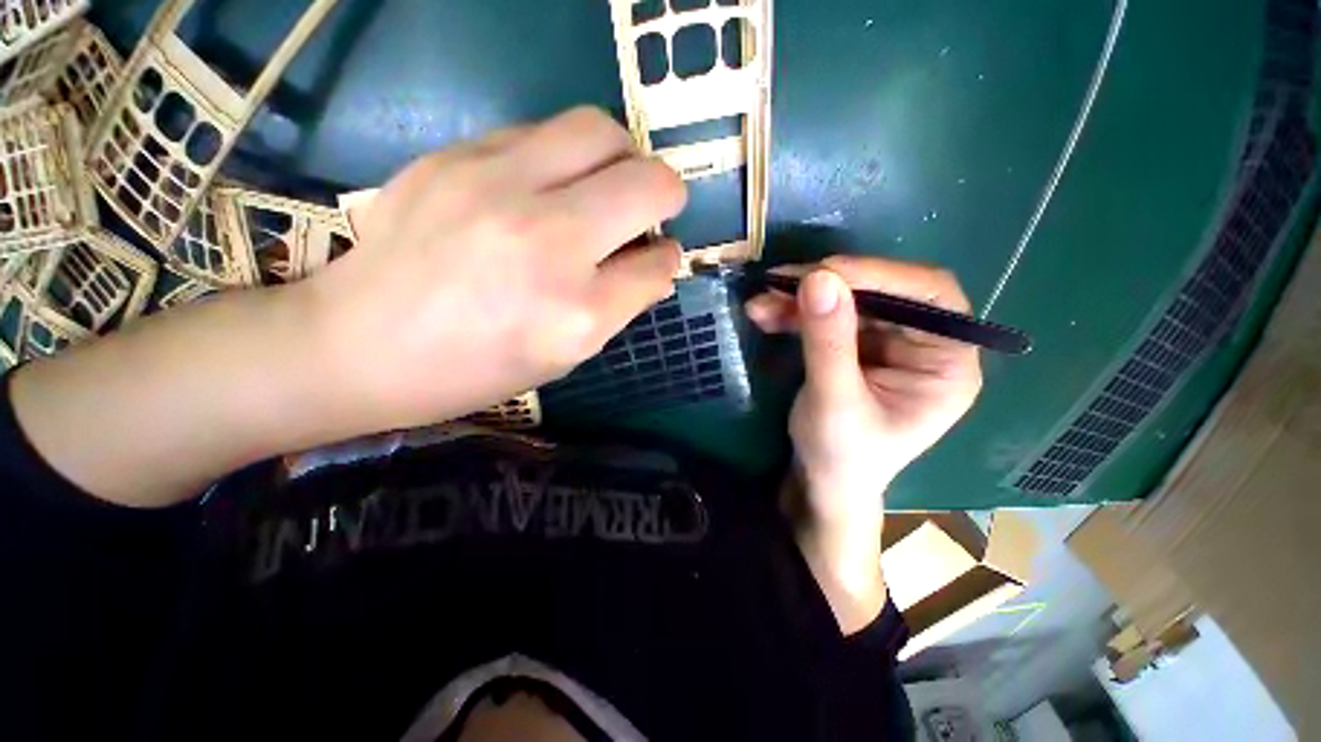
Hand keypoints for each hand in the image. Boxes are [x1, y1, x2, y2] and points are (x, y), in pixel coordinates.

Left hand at [300, 107, 685, 431]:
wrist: (358, 345)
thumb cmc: (474, 369)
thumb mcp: (564, 357)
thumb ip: (618, 306)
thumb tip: (653, 263)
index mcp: (577, 314)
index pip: (657, 265)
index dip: (667, 259)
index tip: (659, 257)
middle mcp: (548, 244)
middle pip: (646, 183)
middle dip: (666, 192)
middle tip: (653, 206)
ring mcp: (498, 188)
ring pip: (600, 132)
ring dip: (622, 157)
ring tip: (608, 182)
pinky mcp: (456, 156)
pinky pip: (541, 131)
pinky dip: (564, 154)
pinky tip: (548, 183)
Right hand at [747, 256, 982, 517]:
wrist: (821, 482)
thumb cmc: (841, 456)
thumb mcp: (834, 402)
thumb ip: (828, 342)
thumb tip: (818, 277)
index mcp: (947, 364)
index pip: (929, 297)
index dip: (880, 276)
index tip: (824, 272)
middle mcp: (923, 345)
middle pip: (882, 293)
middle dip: (827, 286)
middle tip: (780, 282)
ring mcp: (886, 343)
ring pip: (847, 301)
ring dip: (801, 299)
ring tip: (760, 303)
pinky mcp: (854, 346)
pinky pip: (826, 316)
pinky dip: (794, 313)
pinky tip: (765, 315)